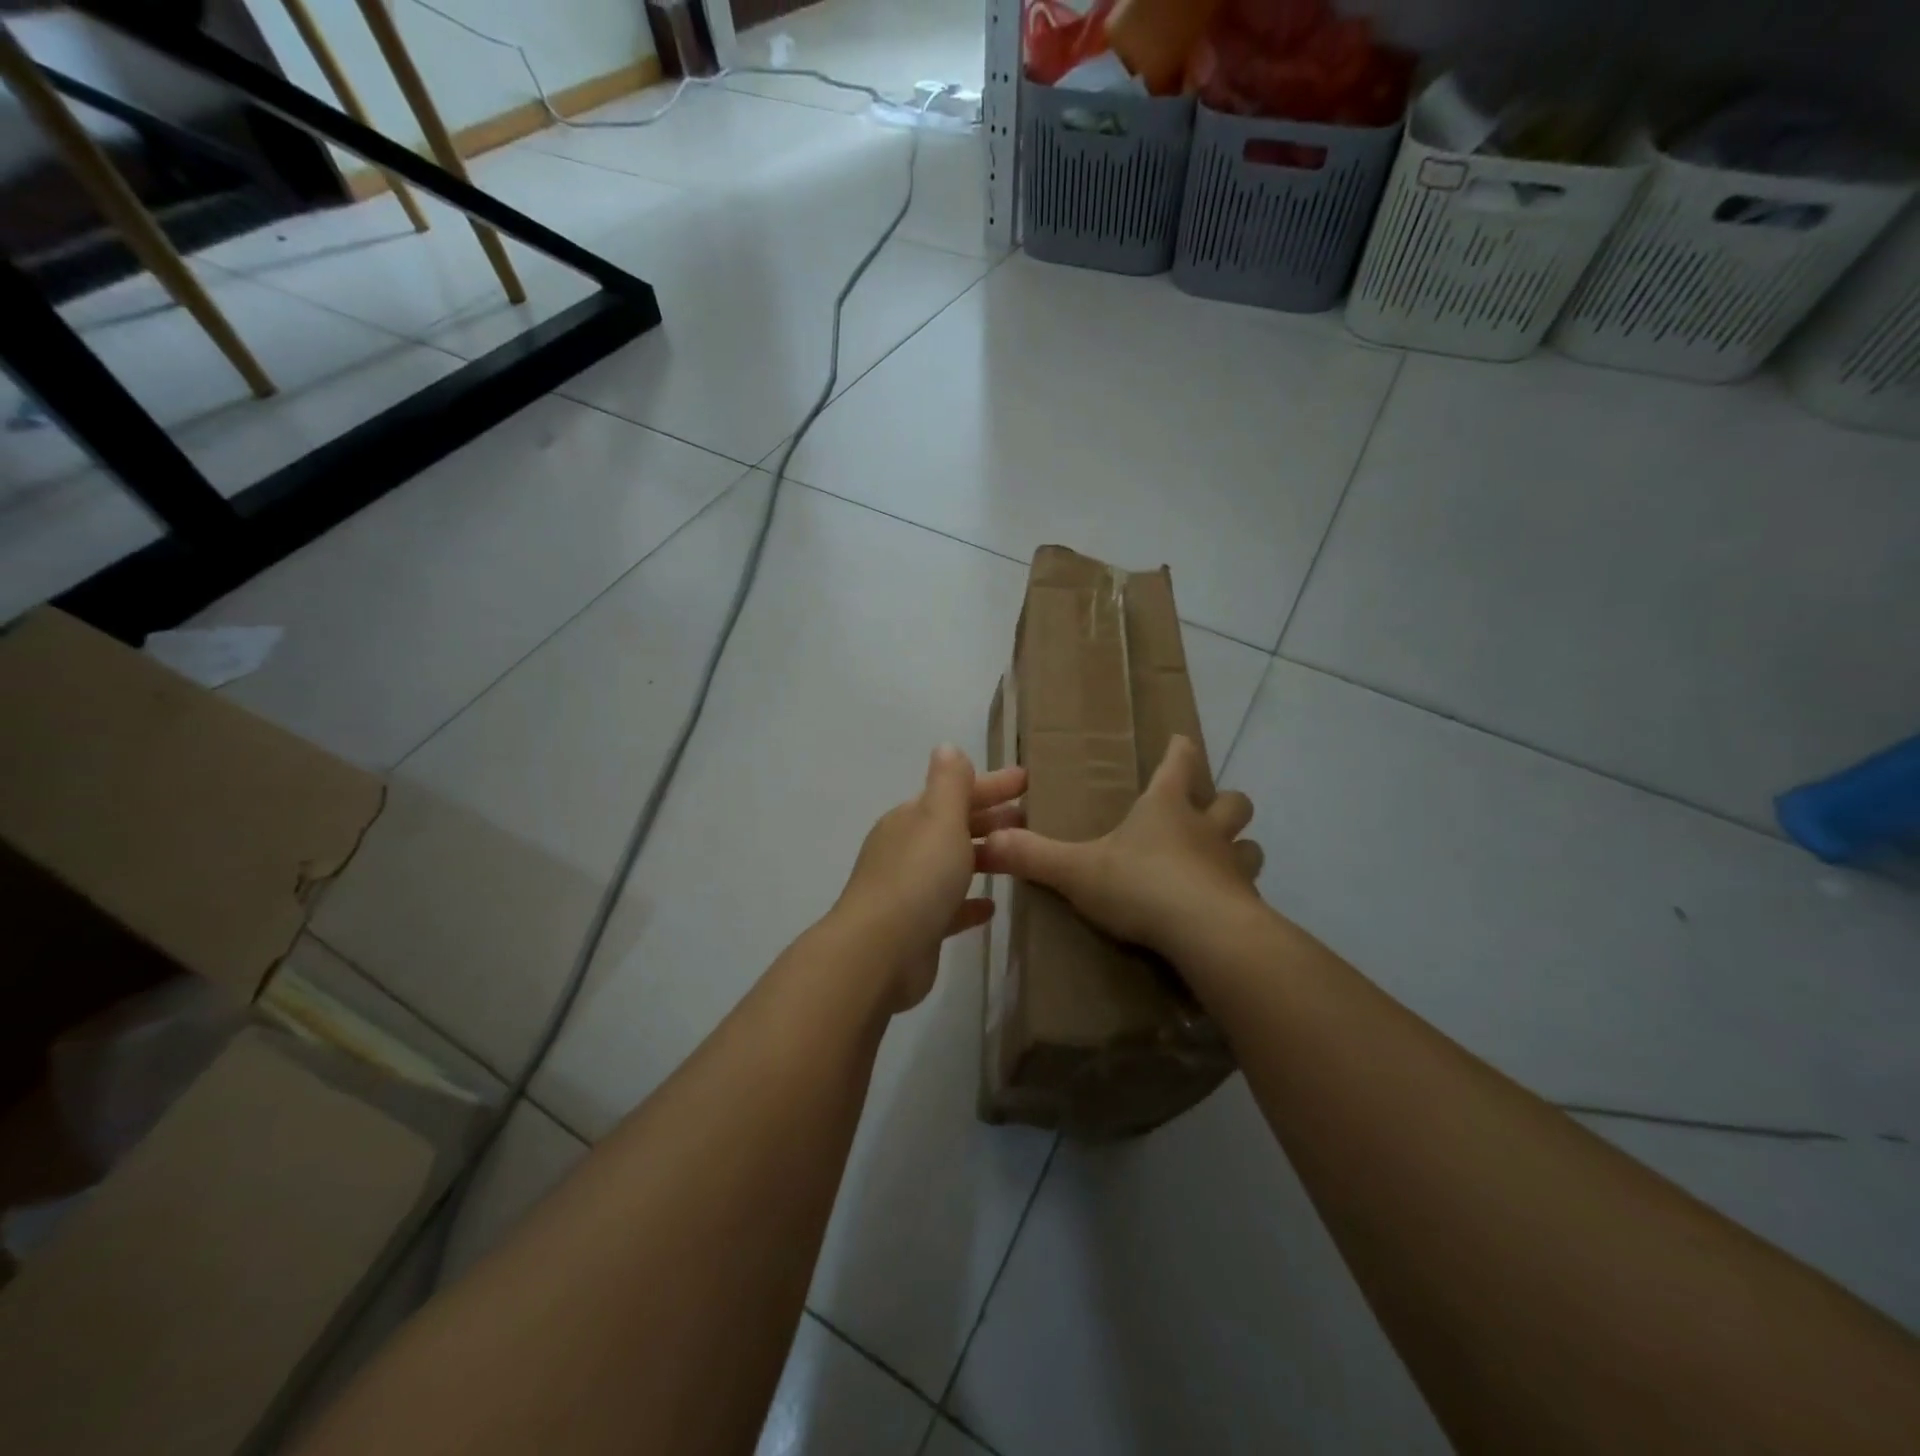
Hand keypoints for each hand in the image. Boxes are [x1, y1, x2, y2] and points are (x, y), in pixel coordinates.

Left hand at [833, 745, 1026, 1011]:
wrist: (879, 953)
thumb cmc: (917, 877)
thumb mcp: (939, 818)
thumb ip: (949, 783)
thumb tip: (947, 747)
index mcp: (912, 819)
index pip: (956, 792)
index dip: (992, 784)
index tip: (1028, 780)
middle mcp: (907, 849)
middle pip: (955, 827)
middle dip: (991, 819)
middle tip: (1032, 818)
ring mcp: (910, 890)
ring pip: (953, 865)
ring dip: (983, 857)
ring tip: (1021, 856)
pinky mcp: (919, 928)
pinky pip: (950, 908)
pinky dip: (969, 903)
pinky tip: (991, 906)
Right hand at [978, 735, 1264, 960]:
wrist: (1205, 935)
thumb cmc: (1140, 885)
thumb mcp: (1077, 871)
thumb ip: (1033, 856)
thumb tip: (986, 842)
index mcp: (1166, 808)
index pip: (1179, 763)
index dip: (1179, 751)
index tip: (1180, 741)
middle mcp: (1206, 829)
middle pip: (1232, 801)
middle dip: (1224, 802)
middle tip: (1207, 813)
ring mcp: (1234, 867)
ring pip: (1250, 846)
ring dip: (1240, 849)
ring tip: (1221, 864)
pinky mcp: (1248, 905)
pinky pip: (1250, 892)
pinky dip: (1240, 896)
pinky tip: (1223, 912)